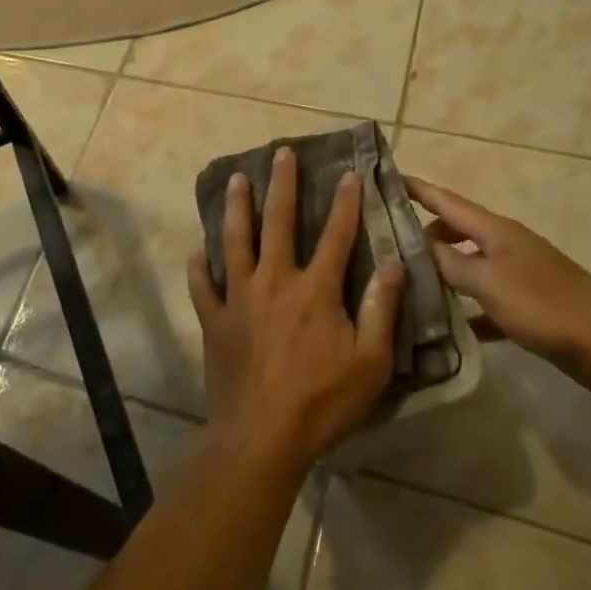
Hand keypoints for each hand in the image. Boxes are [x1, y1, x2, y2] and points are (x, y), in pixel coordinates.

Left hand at [189, 148, 405, 473]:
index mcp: (315, 289)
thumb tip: (393, 263)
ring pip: (235, 240)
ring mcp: (239, 297)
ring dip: (236, 207)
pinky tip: (197, 253)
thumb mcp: (370, 363)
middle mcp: (275, 280)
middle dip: (282, 184)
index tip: (349, 172)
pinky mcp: (215, 319)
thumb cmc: (322, 402)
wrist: (261, 436)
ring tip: (235, 178)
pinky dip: (199, 267)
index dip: (345, 202)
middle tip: (281, 153)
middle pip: (278, 221)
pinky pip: (202, 285)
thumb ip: (382, 310)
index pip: (336, 235)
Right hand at [403, 176, 590, 403]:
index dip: (417, 189)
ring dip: (443, 274)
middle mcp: (505, 245)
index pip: (446, 201)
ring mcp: (519, 276)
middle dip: (423, 236)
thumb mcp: (489, 282)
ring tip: (408, 287)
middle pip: (455, 231)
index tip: (387, 178)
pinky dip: (468, 310)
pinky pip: (487, 302)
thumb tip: (419, 248)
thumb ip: (451, 264)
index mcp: (495, 230)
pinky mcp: (529, 307)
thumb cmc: (545, 306)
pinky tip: (449, 329)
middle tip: (388, 248)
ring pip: (469, 267)